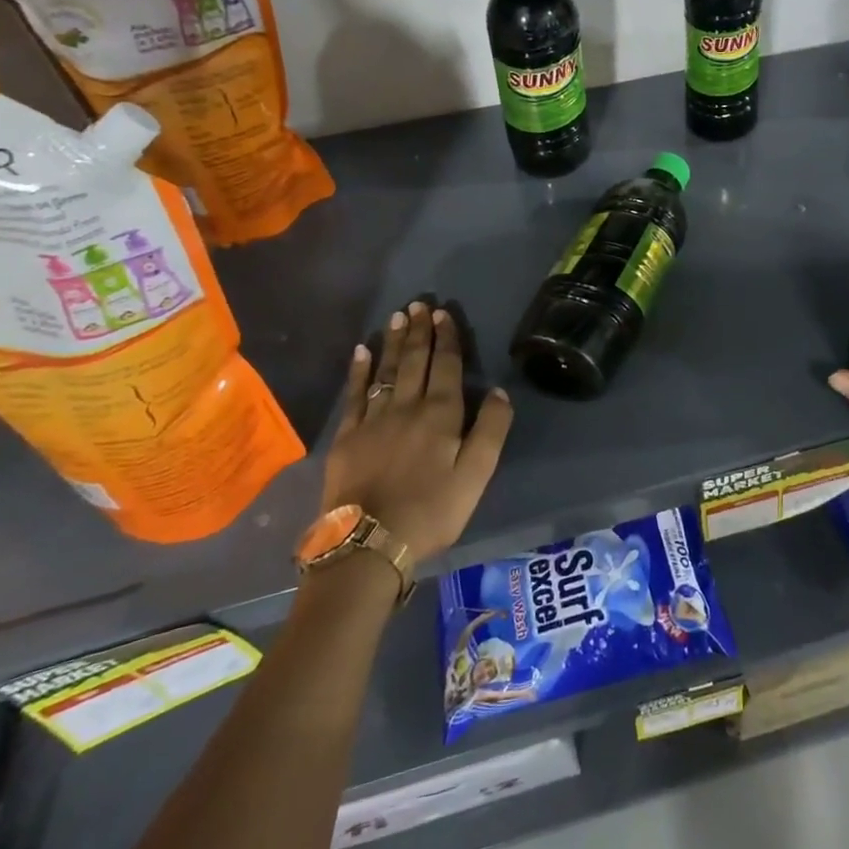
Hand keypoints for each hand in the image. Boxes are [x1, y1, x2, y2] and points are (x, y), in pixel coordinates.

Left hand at [320, 301, 514, 566]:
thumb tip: (500, 392)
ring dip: (393, 342)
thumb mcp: (476, 476)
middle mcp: (407, 407)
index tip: (445, 314)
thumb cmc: (431, 511)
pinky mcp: (347, 436)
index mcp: (441, 415)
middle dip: (419, 331)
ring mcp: (373, 419)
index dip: (447, 338)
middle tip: (419, 304)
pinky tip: (361, 352)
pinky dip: (359, 371)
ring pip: (386, 371)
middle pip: (415, 361)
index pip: (446, 366)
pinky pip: (355, 394)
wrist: (369, 544)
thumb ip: (491, 431)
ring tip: (397, 317)